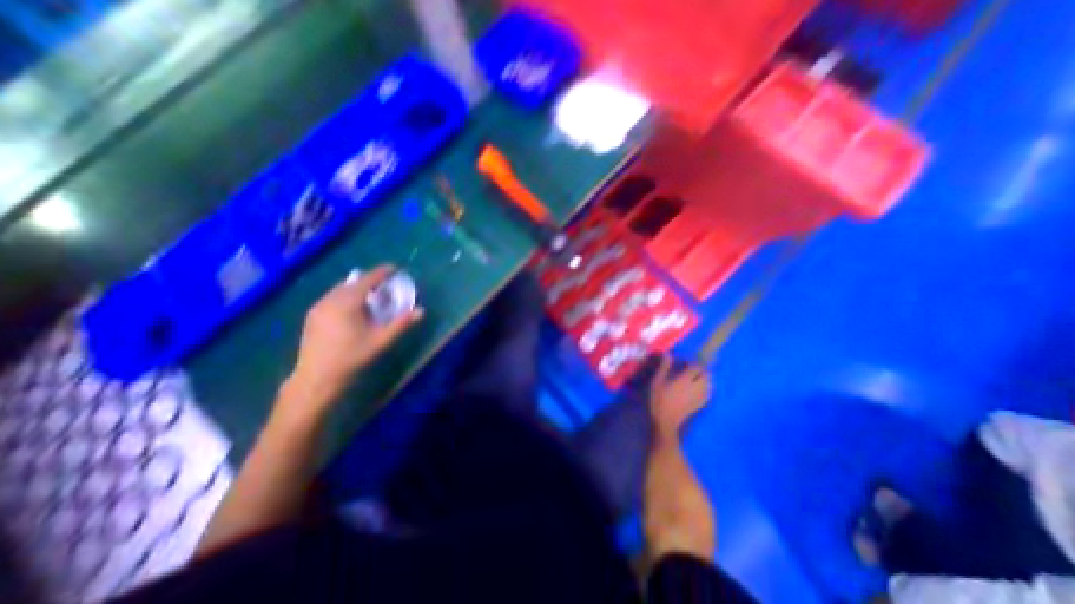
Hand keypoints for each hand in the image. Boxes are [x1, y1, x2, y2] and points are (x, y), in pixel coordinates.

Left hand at [290, 266, 424, 403]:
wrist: (316, 377)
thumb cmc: (352, 357)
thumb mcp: (381, 340)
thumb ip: (401, 323)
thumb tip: (421, 311)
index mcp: (347, 302)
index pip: (367, 279)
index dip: (382, 272)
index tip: (395, 268)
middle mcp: (330, 299)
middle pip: (353, 282)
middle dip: (370, 280)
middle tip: (385, 285)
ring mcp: (318, 307)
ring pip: (340, 289)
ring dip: (357, 288)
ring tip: (370, 296)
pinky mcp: (312, 316)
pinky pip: (332, 297)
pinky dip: (345, 296)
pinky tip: (352, 308)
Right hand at [651, 357, 710, 440]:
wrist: (665, 421)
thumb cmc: (659, 399)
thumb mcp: (657, 381)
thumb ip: (664, 367)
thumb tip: (668, 354)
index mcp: (685, 380)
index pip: (696, 368)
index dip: (692, 363)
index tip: (685, 363)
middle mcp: (696, 387)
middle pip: (706, 376)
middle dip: (701, 371)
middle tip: (692, 370)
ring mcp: (699, 397)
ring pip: (709, 384)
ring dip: (705, 379)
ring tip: (696, 378)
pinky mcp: (699, 405)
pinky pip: (708, 394)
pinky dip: (706, 388)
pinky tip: (699, 389)